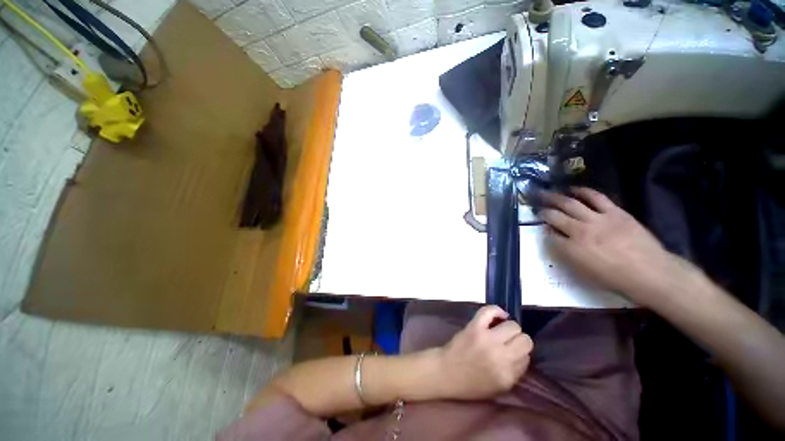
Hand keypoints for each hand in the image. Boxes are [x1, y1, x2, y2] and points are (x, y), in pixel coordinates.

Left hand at [437, 305, 532, 399]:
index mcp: (507, 375)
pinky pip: (489, 311)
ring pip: (513, 326)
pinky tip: (499, 315)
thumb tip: (522, 354)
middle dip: (519, 339)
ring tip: (502, 330)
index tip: (513, 352)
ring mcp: (487, 339)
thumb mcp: (499, 387)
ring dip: (510, 327)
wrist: (447, 372)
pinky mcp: (475, 326)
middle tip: (509, 340)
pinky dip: (496, 311)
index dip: (521, 353)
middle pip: (525, 340)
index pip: (527, 357)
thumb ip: (514, 372)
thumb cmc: (471, 383)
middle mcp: (501, 356)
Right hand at [539, 187, 682, 307]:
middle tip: (535, 206)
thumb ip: (566, 254)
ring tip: (546, 193)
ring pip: (570, 203)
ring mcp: (597, 219)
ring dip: (555, 198)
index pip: (549, 235)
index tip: (542, 229)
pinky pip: (595, 197)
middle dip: (542, 211)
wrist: (650, 273)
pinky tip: (573, 189)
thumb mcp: (583, 273)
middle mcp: (579, 231)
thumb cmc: (615, 278)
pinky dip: (582, 192)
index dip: (544, 231)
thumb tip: (556, 241)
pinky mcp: (614, 212)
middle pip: (555, 216)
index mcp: (571, 249)